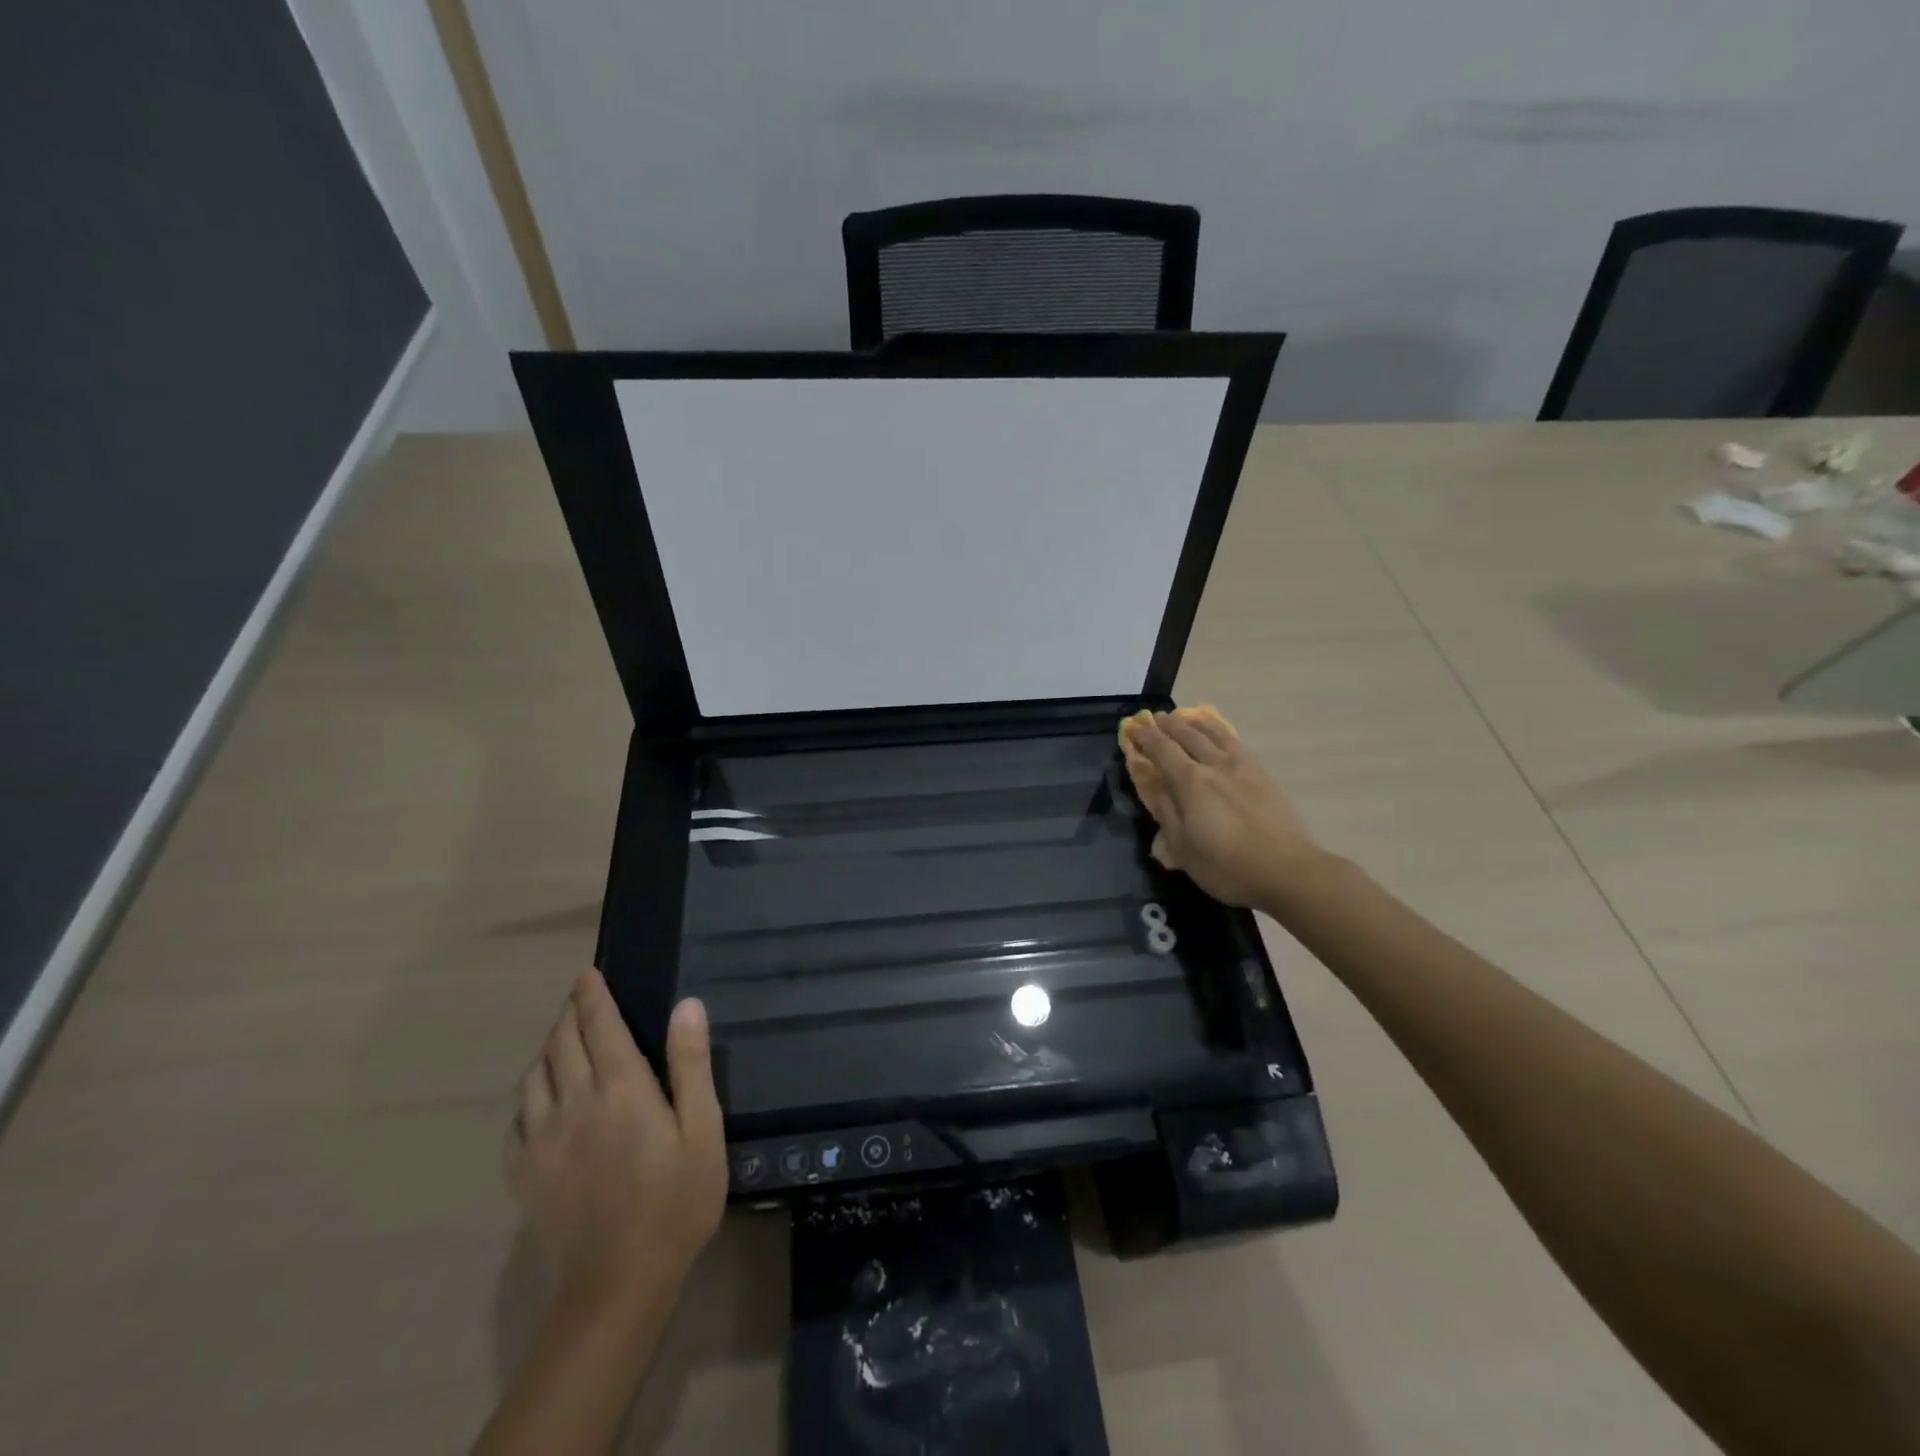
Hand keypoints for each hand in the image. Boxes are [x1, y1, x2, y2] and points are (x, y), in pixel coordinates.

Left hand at [506, 971, 727, 1303]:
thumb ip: (691, 1064)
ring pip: (533, 1077)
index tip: (587, 974)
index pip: (599, 1025)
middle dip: (568, 1014)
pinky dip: (528, 1097)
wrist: (618, 1283)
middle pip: (561, 1043)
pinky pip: (516, 1121)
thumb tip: (686, 1005)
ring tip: (561, 1044)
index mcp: (621, 1087)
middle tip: (579, 1001)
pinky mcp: (524, 1173)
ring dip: (547, 1050)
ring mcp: (542, 1140)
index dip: (592, 995)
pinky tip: (540, 1103)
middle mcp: (575, 1102)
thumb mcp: (703, 1129)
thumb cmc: (676, 1200)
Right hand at [1124, 711, 1325, 908]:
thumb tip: (1154, 786)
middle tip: (1154, 718)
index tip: (1133, 726)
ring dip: (1195, 723)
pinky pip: (1235, 742)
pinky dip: (1220, 732)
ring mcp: (1242, 767)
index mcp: (1191, 782)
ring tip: (1184, 717)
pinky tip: (1219, 734)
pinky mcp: (1262, 774)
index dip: (1146, 737)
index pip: (1162, 750)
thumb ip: (1166, 812)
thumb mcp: (1183, 848)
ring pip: (1214, 734)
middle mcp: (1215, 765)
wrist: (1288, 871)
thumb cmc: (1227, 866)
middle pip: (1188, 735)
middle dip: (1168, 725)